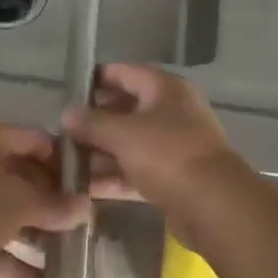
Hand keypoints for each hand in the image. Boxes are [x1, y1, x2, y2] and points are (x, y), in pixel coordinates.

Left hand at [0, 123, 89, 277]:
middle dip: (54, 206)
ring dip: (39, 242)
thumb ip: (54, 205)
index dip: (63, 161)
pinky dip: (17, 269)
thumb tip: (86, 208)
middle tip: (86, 226)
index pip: (36, 140)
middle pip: (25, 181)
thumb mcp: (20, 201)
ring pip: (13, 219)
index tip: (89, 184)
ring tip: (72, 263)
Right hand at [62, 64, 251, 241]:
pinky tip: (86, 187)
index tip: (68, 91)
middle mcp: (172, 111)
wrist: (214, 205)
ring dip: (101, 151)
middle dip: (95, 120)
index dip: (96, 79)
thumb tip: (66, 113)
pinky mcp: (174, 177)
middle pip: (126, 108)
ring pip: (130, 142)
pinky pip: (137, 169)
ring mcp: (174, 145)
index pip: (125, 72)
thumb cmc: (168, 155)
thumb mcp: (123, 134)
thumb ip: (92, 122)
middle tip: (63, 131)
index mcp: (165, 88)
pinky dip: (115, 175)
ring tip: (68, 162)